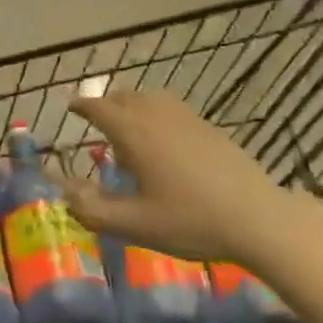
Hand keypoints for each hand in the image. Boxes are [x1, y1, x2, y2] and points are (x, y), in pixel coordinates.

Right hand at [59, 91, 295, 265]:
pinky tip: (164, 142)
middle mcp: (156, 116)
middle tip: (97, 126)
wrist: (258, 218)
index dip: (82, 106)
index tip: (70, 107)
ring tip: (129, 132)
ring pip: (149, 98)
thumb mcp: (136, 225)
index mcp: (134, 133)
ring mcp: (186, 118)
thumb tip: (64, 194)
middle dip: (106, 106)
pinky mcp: (208, 127)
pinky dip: (155, 114)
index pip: (99, 108)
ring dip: (131, 107)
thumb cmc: (191, 221)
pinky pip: (171, 108)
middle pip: (123, 97)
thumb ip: (94, 210)